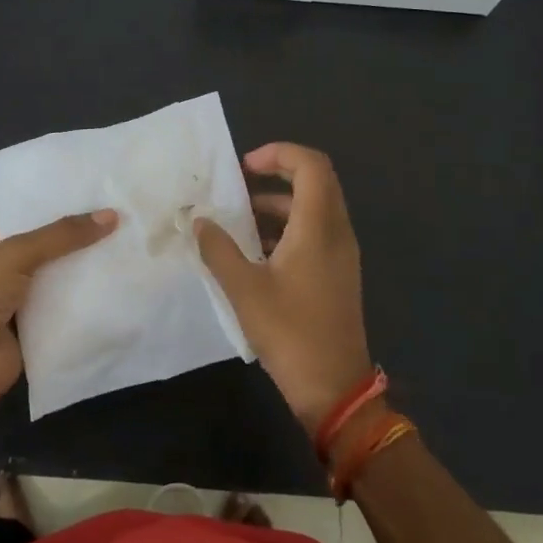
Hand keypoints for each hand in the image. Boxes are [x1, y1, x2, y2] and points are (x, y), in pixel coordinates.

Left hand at [0, 210, 117, 410]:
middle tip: (137, 223)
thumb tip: (112, 215)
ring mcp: (30, 304)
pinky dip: (96, 308)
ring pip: (70, 283)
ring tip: (142, 254)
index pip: (41, 219)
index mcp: (1, 244)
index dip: (71, 208)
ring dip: (97, 275)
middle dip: (91, 241)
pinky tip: (129, 294)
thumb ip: (62, 235)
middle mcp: (16, 270)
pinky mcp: (44, 334)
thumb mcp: (17, 254)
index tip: (111, 196)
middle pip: (60, 251)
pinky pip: (75, 316)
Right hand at [195, 143, 371, 430]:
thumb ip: (218, 249)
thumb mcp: (243, 289)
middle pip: (316, 180)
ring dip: (280, 202)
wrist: (334, 388)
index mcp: (318, 227)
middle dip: (278, 172)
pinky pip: (316, 231)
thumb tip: (201, 221)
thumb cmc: (290, 333)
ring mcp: (341, 254)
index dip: (279, 153)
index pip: (311, 165)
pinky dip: (288, 226)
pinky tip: (256, 251)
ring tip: (240, 217)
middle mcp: (336, 232)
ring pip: (315, 207)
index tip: (244, 167)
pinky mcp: (338, 273)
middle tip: (241, 182)